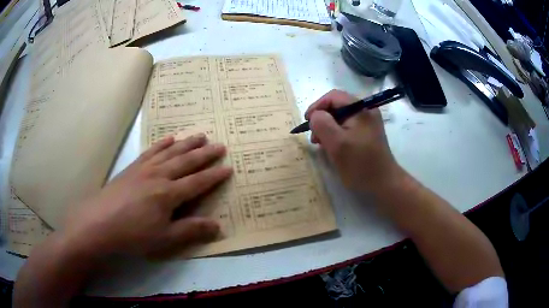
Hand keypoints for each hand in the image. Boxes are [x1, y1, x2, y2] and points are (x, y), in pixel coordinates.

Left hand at [61, 134, 231, 258]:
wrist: (99, 222)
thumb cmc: (133, 234)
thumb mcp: (165, 238)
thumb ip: (191, 230)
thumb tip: (218, 226)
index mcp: (169, 194)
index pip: (198, 182)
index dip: (214, 175)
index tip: (228, 167)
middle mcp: (160, 175)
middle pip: (187, 161)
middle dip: (205, 154)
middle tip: (220, 145)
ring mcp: (145, 168)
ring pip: (171, 152)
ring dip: (187, 143)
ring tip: (200, 135)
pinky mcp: (133, 167)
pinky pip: (151, 151)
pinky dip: (162, 143)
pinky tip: (169, 138)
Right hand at [306, 89, 402, 192]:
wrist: (383, 183)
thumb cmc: (360, 164)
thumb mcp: (337, 143)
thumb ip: (322, 123)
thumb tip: (315, 115)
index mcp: (361, 108)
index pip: (333, 96)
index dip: (317, 106)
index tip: (307, 122)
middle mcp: (366, 110)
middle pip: (337, 106)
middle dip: (322, 119)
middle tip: (314, 137)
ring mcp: (368, 121)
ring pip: (341, 117)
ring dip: (328, 127)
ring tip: (321, 143)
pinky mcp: (367, 132)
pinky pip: (347, 126)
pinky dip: (337, 133)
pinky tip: (333, 146)